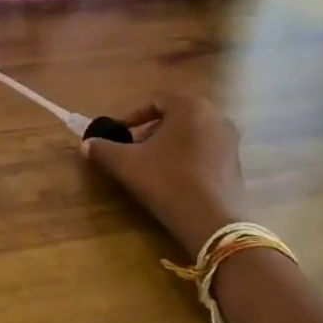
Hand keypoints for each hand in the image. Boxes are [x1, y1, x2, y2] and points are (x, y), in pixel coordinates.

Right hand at [80, 91, 248, 254]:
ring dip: (170, 144)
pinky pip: (206, 149)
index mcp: (189, 106)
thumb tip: (86, 145)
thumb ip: (103, 149)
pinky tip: (176, 179)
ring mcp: (230, 139)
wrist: (213, 221)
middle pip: (175, 116)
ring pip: (191, 133)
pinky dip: (188, 156)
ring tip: (152, 166)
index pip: (156, 100)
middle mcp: (215, 115)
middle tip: (134, 150)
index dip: (133, 116)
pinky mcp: (237, 162)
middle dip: (151, 130)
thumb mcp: (127, 164)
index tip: (120, 135)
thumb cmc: (167, 181)